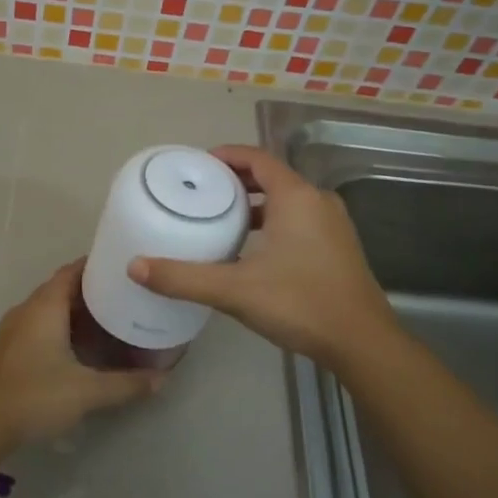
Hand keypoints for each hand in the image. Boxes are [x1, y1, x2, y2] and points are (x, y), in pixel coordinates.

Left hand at [0, 262, 161, 449]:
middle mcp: (27, 310)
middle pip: (62, 288)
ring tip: (111, 318)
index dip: (97, 266)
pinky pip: (41, 325)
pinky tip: (83, 346)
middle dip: (93, 290)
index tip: (124, 268)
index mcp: (44, 307)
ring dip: (77, 311)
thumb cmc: (35, 396)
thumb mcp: (87, 391)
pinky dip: (64, 327)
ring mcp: (15, 330)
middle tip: (126, 295)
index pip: (72, 271)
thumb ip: (126, 384)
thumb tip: (162, 379)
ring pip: (51, 309)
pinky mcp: (10, 349)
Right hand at [127, 145, 397, 367]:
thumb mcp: (235, 290)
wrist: (361, 342)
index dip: (227, 155)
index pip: (257, 158)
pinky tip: (253, 248)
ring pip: (288, 200)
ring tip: (222, 217)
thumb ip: (183, 277)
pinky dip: (274, 221)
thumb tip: (135, 267)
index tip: (198, 164)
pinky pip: (300, 219)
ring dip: (257, 203)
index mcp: (296, 197)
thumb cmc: (299, 303)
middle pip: (272, 176)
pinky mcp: (339, 247)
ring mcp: (333, 225)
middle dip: (237, 180)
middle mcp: (318, 201)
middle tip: (203, 192)